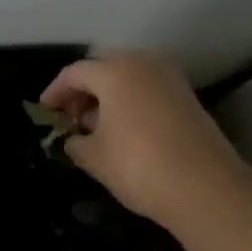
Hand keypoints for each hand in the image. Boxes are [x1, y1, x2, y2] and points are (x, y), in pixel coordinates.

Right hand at [40, 50, 243, 228]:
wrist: (206, 188)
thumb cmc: (139, 166)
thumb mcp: (94, 157)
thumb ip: (76, 142)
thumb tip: (74, 139)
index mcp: (113, 71)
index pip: (74, 73)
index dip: (55, 92)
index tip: (45, 111)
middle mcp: (142, 63)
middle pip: (103, 67)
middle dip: (83, 89)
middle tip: (71, 116)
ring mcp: (169, 77)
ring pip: (128, 75)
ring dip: (109, 93)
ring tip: (97, 124)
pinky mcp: (187, 95)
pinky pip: (148, 87)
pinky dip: (131, 99)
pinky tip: (125, 127)